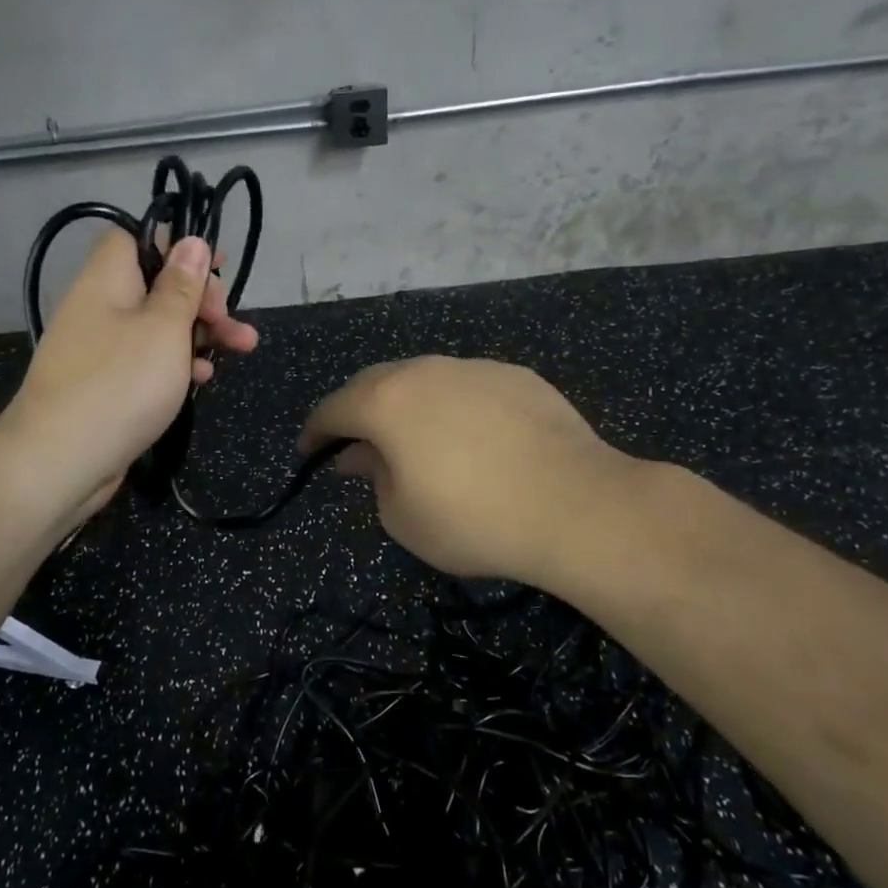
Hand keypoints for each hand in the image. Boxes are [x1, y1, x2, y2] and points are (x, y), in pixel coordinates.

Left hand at [0, 228, 257, 528]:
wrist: (60, 460)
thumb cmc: (121, 383)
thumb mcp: (164, 328)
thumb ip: (182, 284)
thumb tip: (191, 241)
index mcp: (108, 278)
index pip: (138, 237)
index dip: (178, 246)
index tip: (214, 266)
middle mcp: (100, 306)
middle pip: (157, 284)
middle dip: (202, 299)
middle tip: (231, 320)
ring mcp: (101, 347)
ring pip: (158, 326)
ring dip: (200, 334)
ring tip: (243, 347)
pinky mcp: (106, 384)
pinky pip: (146, 360)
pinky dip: (176, 365)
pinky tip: (203, 380)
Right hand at [300, 357, 651, 585]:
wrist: (576, 506)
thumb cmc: (474, 519)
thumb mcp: (402, 516)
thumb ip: (372, 477)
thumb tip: (360, 454)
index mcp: (387, 401)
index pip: (333, 409)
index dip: (315, 433)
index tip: (310, 454)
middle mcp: (425, 370)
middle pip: (375, 384)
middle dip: (358, 412)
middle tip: (357, 445)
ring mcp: (474, 368)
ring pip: (424, 380)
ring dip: (407, 406)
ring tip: (416, 441)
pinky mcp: (516, 376)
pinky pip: (467, 387)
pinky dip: (453, 407)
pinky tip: (472, 439)